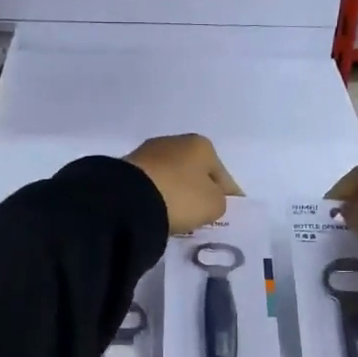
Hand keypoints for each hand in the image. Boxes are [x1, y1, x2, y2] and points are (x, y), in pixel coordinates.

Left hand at [126, 134, 243, 233]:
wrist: (128, 199)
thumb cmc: (180, 197)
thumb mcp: (213, 205)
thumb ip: (219, 202)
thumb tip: (208, 199)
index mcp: (202, 145)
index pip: (224, 176)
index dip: (229, 197)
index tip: (229, 214)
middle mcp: (176, 141)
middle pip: (196, 173)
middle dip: (200, 192)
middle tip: (203, 216)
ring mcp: (149, 152)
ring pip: (173, 177)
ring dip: (177, 193)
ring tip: (179, 215)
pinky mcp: (128, 167)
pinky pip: (153, 184)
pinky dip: (158, 195)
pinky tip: (158, 210)